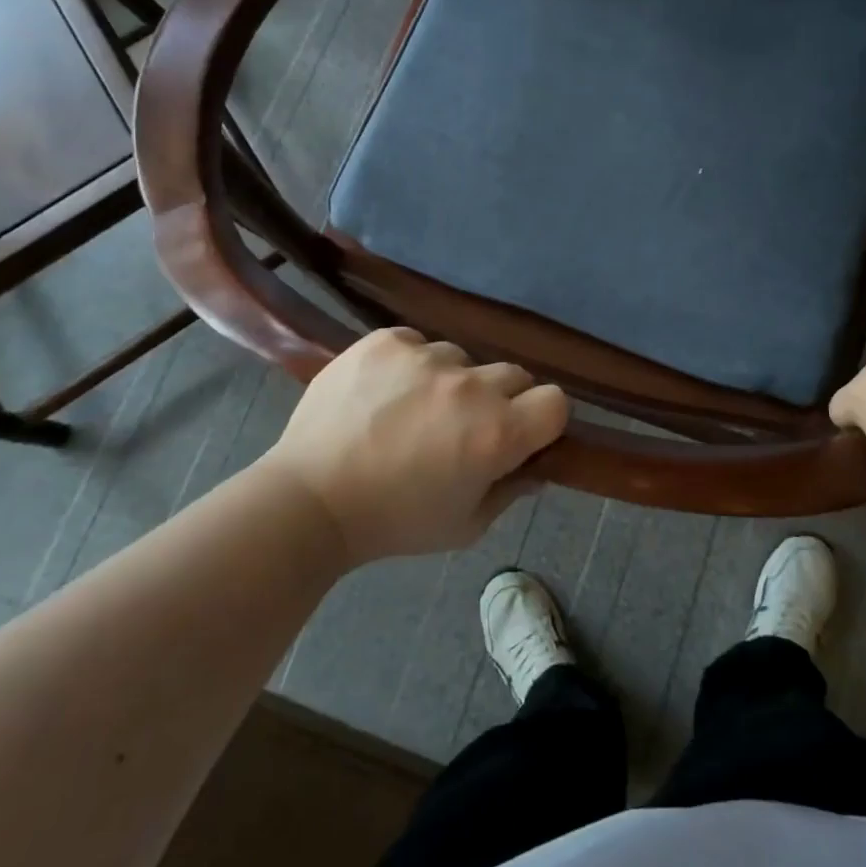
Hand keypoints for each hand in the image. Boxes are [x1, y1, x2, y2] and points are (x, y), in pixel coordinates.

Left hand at [266, 327, 568, 563]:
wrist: (309, 499)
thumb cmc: (394, 522)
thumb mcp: (466, 525)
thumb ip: (510, 491)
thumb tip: (535, 466)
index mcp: (498, 432)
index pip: (555, 401)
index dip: (542, 420)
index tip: (521, 435)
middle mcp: (470, 386)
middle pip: (514, 375)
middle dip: (500, 400)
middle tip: (464, 427)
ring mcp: (426, 356)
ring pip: (463, 357)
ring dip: (452, 381)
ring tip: (414, 409)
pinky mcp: (386, 341)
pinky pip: (418, 342)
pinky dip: (411, 364)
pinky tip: (385, 392)